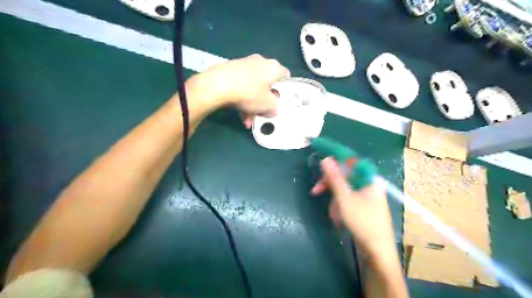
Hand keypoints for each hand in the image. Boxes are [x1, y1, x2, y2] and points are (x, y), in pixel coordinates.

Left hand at [185, 53, 286, 124]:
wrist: (218, 84)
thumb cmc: (249, 93)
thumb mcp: (267, 105)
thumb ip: (274, 107)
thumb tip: (274, 109)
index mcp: (273, 67)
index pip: (285, 75)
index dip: (284, 88)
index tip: (279, 99)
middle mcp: (261, 62)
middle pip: (267, 84)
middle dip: (264, 102)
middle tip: (261, 114)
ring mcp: (244, 64)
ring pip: (253, 87)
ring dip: (252, 105)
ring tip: (247, 120)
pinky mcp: (231, 69)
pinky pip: (242, 85)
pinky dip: (242, 99)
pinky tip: (239, 114)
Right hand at [312, 157, 394, 254]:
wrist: (377, 250)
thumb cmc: (362, 221)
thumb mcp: (344, 198)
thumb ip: (335, 177)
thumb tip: (326, 159)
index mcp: (368, 178)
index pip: (350, 159)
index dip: (334, 155)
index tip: (319, 153)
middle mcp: (368, 183)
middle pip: (345, 175)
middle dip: (330, 183)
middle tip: (316, 190)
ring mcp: (366, 194)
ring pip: (344, 187)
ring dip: (334, 197)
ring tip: (334, 213)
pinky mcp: (363, 204)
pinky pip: (347, 198)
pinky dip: (340, 204)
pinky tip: (339, 216)